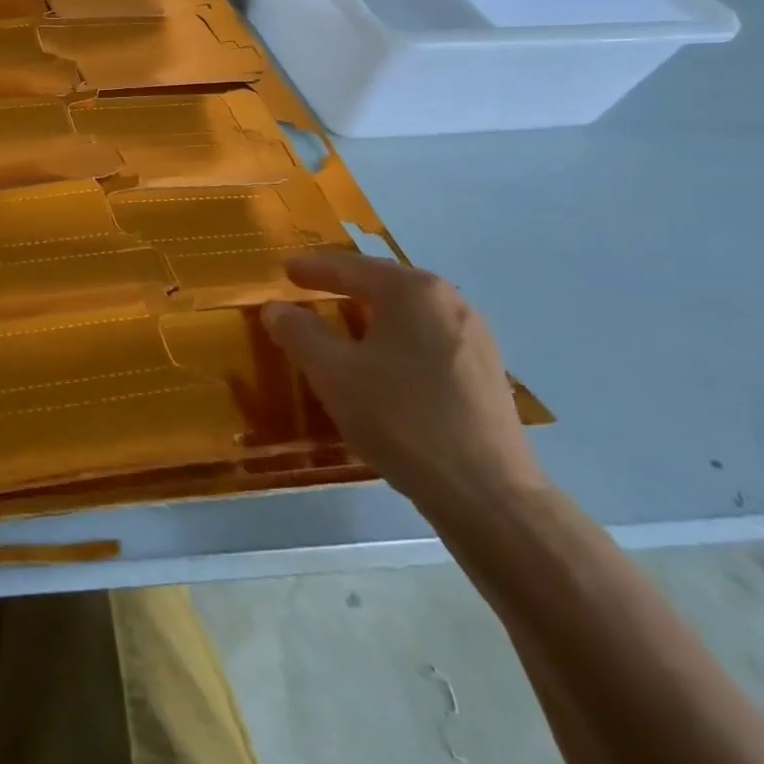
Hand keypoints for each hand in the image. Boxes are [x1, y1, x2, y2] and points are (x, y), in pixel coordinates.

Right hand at [262, 252, 545, 515]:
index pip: (349, 268)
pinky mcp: (487, 372)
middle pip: (384, 283)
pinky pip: (428, 338)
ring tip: (343, 324)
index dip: (312, 268)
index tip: (284, 270)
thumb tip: (275, 308)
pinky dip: (397, 338)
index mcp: (412, 291)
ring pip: (409, 313)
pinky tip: (384, 362)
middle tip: (310, 289)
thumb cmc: (401, 419)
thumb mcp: (332, 373)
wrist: (488, 495)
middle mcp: (449, 302)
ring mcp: (476, 337)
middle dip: (344, 285)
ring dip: (372, 314)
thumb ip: (298, 333)